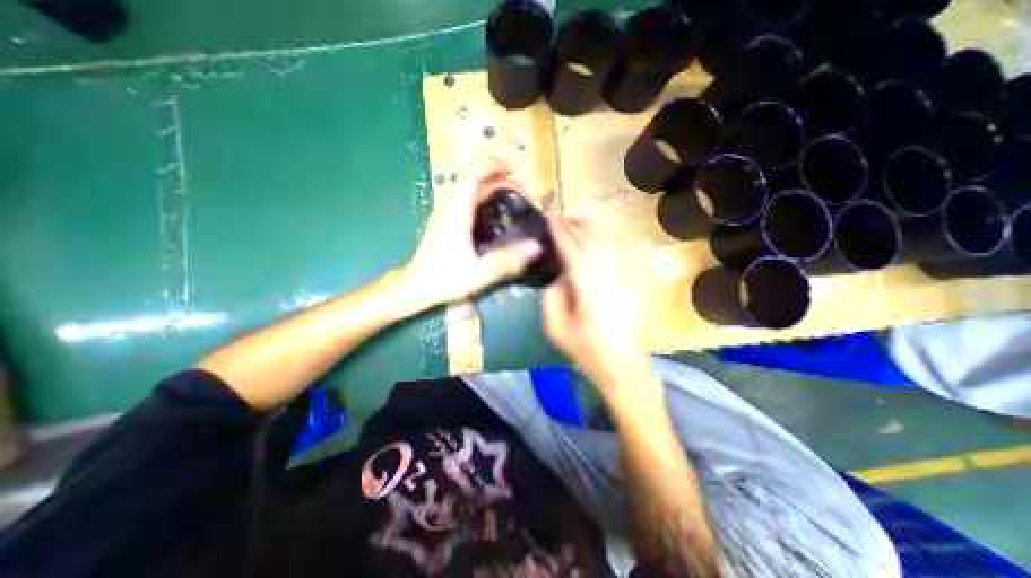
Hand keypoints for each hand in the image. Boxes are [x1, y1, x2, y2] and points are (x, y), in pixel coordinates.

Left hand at [398, 156, 542, 313]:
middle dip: (496, 175)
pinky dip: (482, 195)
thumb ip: (507, 261)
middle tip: (520, 189)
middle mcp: (449, 208)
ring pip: (467, 187)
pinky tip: (494, 209)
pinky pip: (464, 198)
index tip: (512, 169)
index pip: (471, 177)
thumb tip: (535, 246)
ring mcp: (445, 213)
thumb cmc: (445, 279)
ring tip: (511, 195)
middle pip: (470, 178)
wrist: (416, 286)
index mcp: (456, 215)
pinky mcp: (445, 221)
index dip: (491, 166)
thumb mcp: (479, 274)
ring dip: (489, 184)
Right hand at [540, 214, 650, 393]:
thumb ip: (551, 297)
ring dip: (591, 231)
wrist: (622, 366)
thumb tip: (557, 276)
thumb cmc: (585, 350)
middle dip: (576, 226)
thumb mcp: (556, 327)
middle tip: (561, 215)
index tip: (551, 217)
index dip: (562, 233)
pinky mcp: (630, 285)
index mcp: (589, 291)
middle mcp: (609, 280)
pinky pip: (616, 256)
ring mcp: (623, 281)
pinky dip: (604, 243)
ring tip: (576, 222)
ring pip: (606, 247)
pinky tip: (596, 240)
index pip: (574, 253)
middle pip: (593, 244)